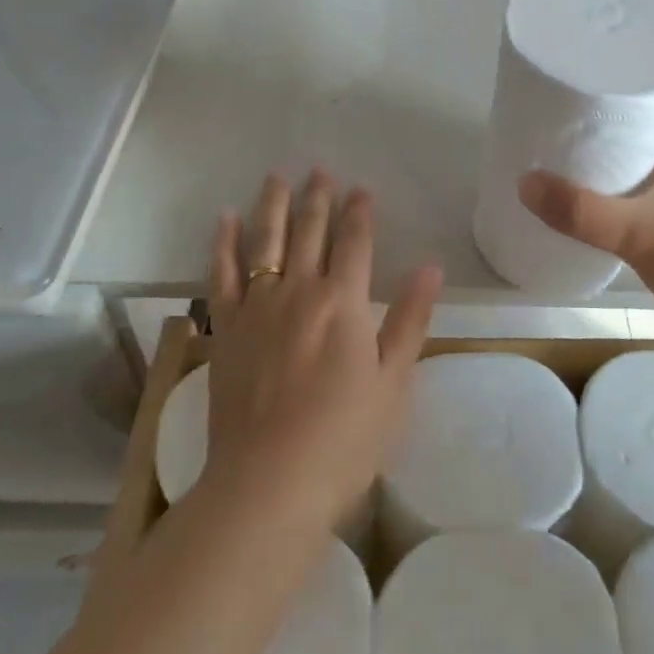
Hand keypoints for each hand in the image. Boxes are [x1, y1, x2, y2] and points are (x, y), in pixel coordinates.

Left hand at [201, 169, 442, 535]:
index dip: (360, 211)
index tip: (362, 188)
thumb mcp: (394, 382)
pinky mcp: (226, 327)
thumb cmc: (344, 439)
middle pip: (310, 231)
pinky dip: (224, 243)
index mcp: (345, 301)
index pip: (355, 240)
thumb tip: (430, 266)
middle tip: (320, 169)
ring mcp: (258, 306)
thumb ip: (411, 319)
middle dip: (318, 197)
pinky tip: (225, 218)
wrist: (268, 483)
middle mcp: (300, 290)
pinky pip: (222, 273)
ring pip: (267, 241)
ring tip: (277, 177)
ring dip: (274, 206)